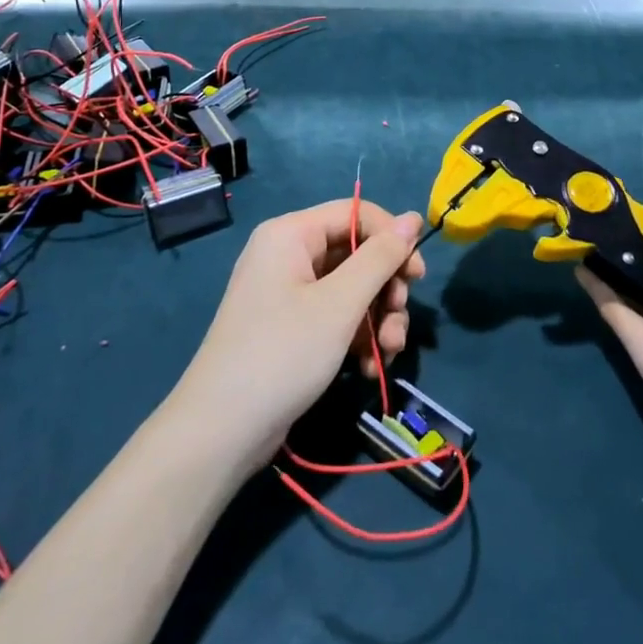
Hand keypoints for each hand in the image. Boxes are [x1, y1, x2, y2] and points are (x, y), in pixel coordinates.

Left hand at [175, 199, 423, 476]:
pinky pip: (336, 317)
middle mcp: (288, 255)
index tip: (418, 275)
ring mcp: (288, 293)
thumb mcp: (339, 304)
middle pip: (356, 253)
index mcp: (291, 234)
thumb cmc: (283, 353)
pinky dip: (357, 338)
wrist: (223, 430)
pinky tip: (369, 369)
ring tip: (388, 352)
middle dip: (385, 289)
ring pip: (351, 289)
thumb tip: (413, 217)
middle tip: (398, 320)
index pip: (355, 213)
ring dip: (377, 319)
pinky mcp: (292, 327)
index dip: (391, 238)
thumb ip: (380, 258)